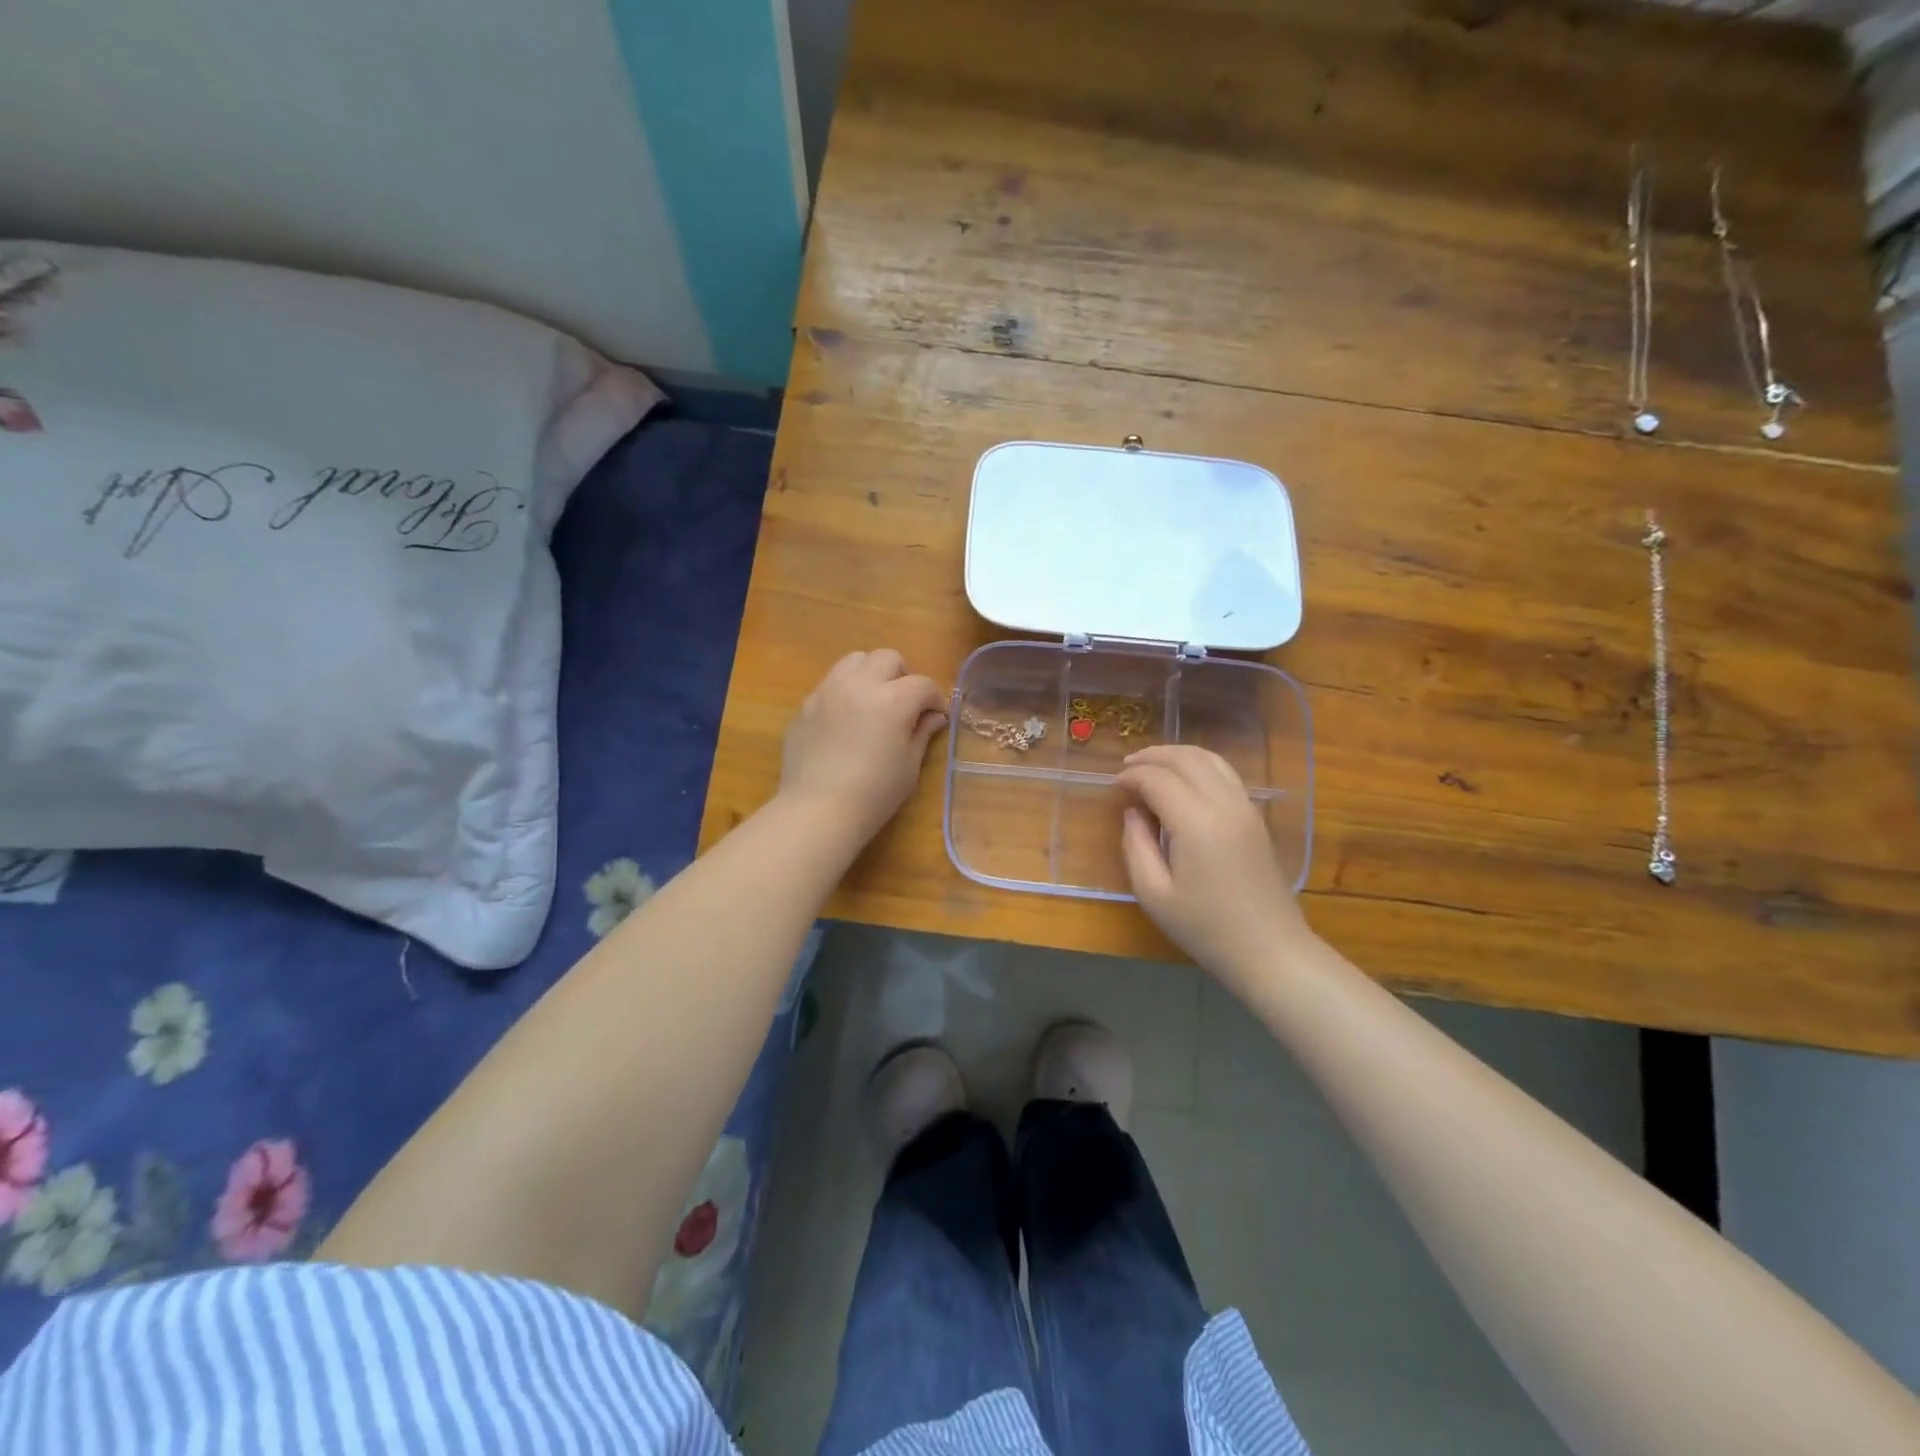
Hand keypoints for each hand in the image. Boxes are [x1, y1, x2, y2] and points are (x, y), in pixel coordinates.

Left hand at [779, 649, 947, 846]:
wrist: (818, 809)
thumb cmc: (874, 793)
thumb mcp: (909, 765)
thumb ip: (922, 733)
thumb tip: (933, 717)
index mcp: (892, 699)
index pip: (922, 684)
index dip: (935, 699)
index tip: (937, 717)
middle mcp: (859, 685)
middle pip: (887, 658)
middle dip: (902, 676)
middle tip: (905, 703)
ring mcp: (827, 692)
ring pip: (853, 661)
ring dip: (870, 674)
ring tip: (872, 701)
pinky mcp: (805, 706)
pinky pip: (829, 685)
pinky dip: (844, 693)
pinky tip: (845, 722)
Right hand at [1116, 745, 1311, 990]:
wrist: (1269, 950)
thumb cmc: (1205, 928)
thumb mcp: (1153, 894)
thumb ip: (1136, 845)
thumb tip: (1133, 812)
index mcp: (1196, 822)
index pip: (1157, 779)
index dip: (1131, 776)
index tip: (1113, 785)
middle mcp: (1224, 804)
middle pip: (1186, 758)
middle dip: (1152, 756)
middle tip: (1127, 767)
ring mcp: (1246, 807)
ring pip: (1210, 759)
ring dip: (1177, 755)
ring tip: (1152, 766)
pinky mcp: (1255, 817)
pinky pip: (1225, 774)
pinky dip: (1199, 766)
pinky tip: (1183, 781)